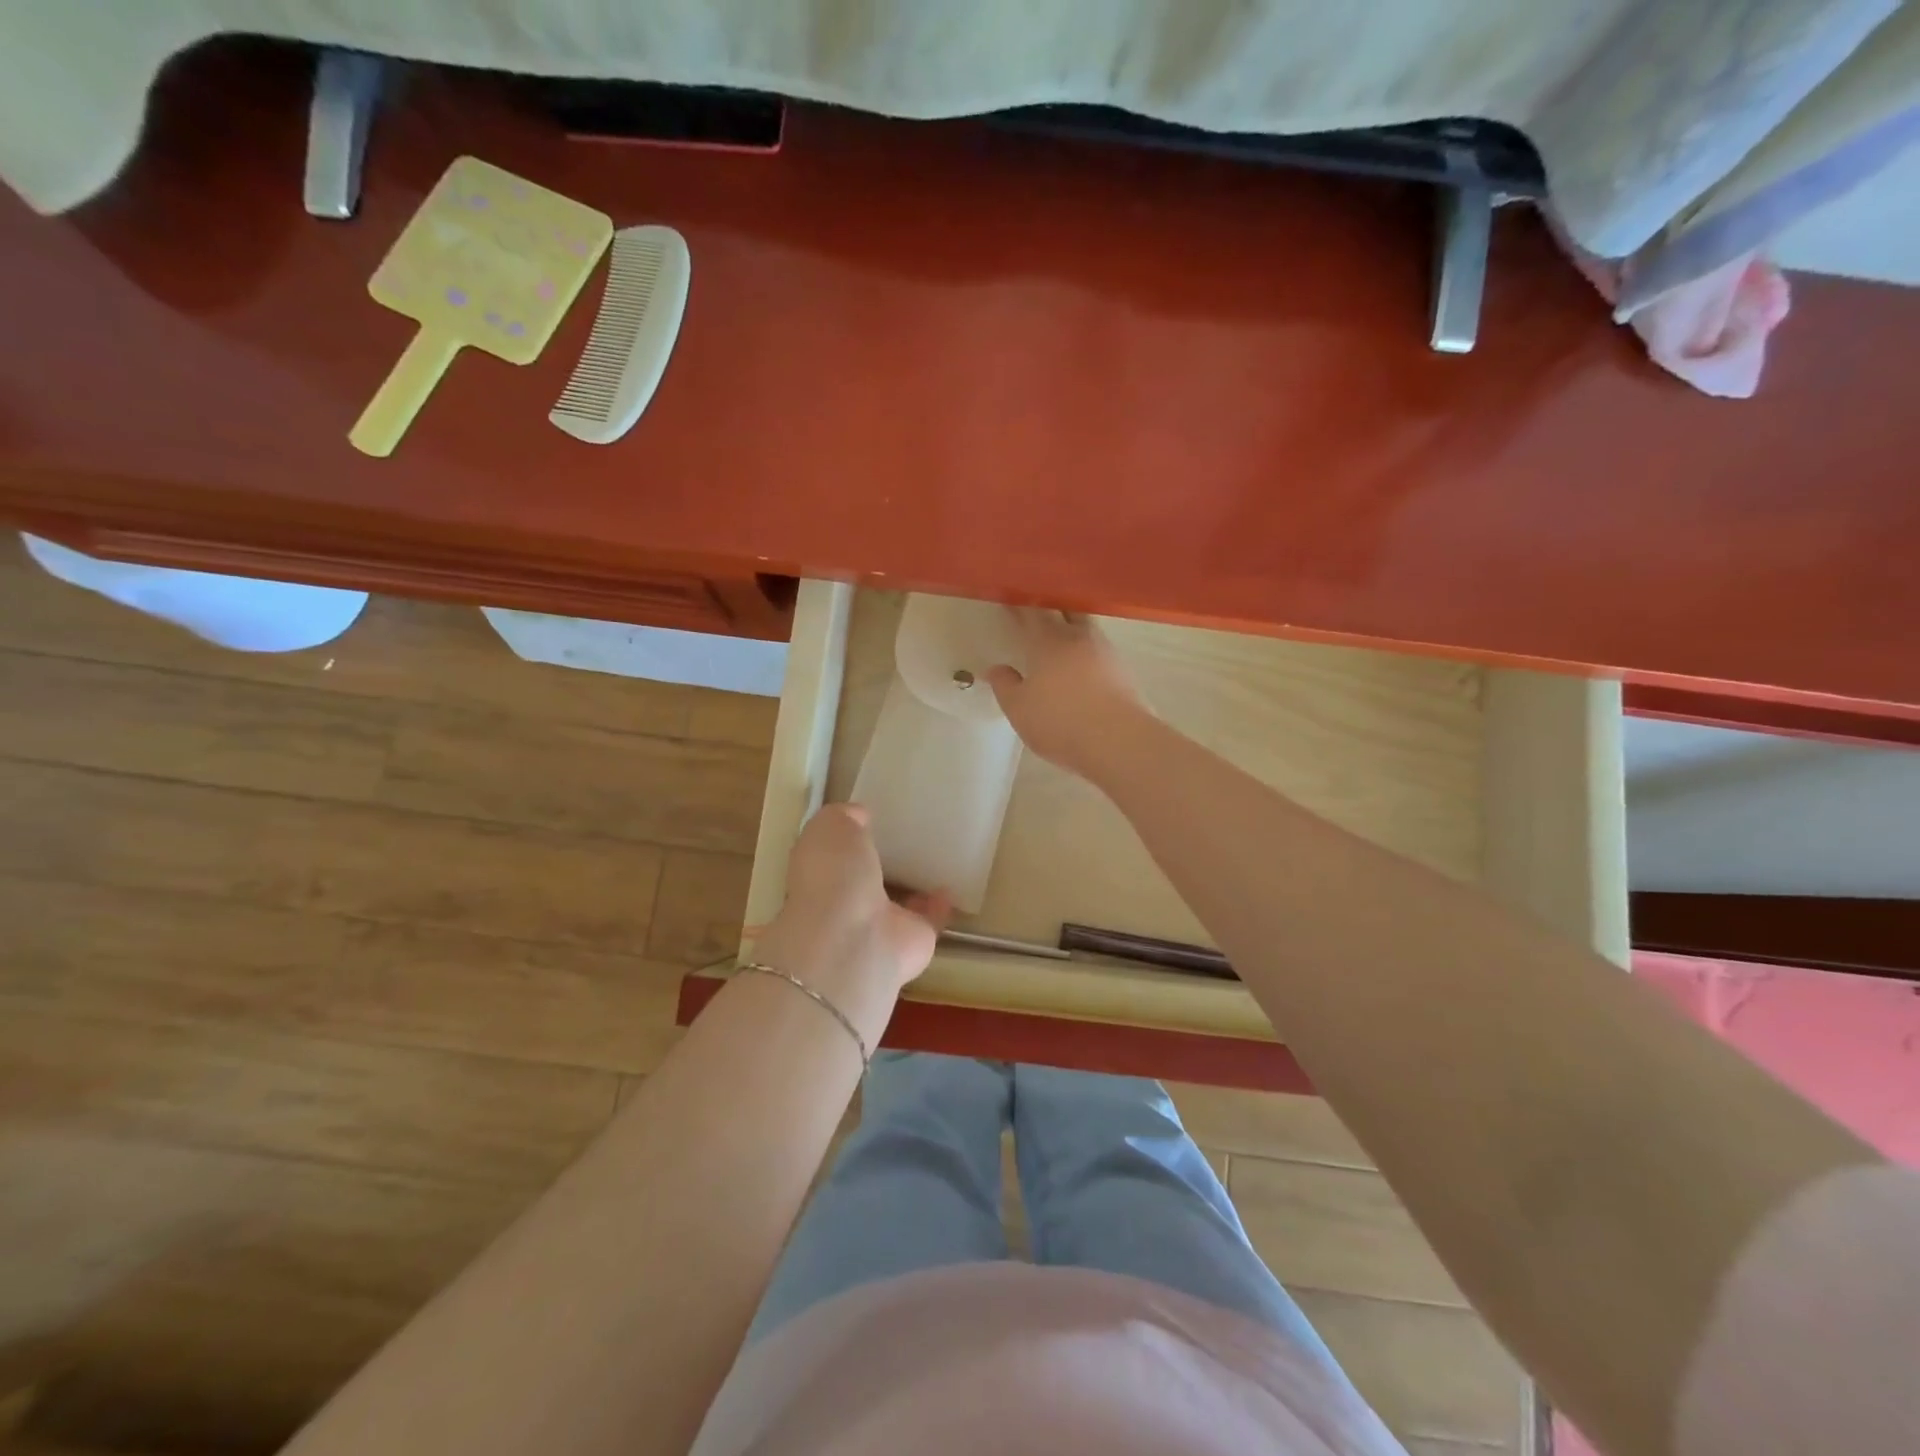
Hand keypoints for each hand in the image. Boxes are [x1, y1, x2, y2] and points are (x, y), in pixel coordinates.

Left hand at [753, 804, 945, 1010]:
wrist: (854, 941)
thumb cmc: (834, 876)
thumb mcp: (831, 827)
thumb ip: (844, 817)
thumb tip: (860, 816)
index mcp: (821, 873)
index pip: (834, 852)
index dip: (850, 835)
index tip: (873, 817)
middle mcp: (846, 901)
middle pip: (866, 877)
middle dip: (880, 860)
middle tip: (907, 834)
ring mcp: (880, 924)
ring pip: (897, 900)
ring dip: (911, 883)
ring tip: (933, 855)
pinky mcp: (913, 939)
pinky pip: (930, 917)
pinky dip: (941, 904)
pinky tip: (952, 883)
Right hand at [986, 608, 1148, 780]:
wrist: (1118, 740)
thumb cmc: (1060, 721)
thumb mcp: (1019, 709)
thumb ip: (1005, 686)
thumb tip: (997, 669)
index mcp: (1048, 641)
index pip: (1030, 613)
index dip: (1018, 607)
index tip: (1009, 602)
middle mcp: (1079, 637)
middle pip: (1066, 610)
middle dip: (1052, 608)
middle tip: (1039, 612)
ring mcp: (1106, 652)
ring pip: (1087, 629)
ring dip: (1074, 628)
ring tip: (1062, 639)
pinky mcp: (1124, 671)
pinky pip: (1101, 652)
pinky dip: (1089, 653)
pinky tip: (1083, 667)